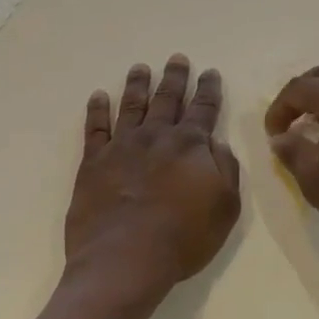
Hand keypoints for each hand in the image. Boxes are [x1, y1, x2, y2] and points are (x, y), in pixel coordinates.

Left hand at [65, 55, 241, 305]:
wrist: (124, 259)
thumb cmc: (183, 238)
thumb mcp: (225, 207)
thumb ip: (225, 170)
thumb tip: (217, 142)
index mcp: (190, 145)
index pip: (203, 109)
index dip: (208, 89)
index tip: (210, 72)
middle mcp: (156, 136)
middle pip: (167, 99)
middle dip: (175, 77)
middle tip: (177, 58)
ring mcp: (122, 146)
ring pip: (132, 105)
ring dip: (137, 84)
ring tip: (140, 67)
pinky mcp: (93, 162)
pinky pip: (95, 128)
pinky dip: (97, 110)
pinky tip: (98, 96)